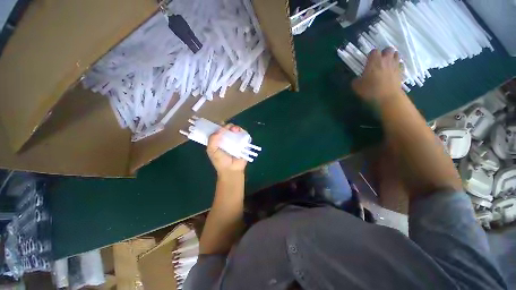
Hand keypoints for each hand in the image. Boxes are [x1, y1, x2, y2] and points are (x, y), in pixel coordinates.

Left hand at [207, 124, 246, 176]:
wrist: (231, 169)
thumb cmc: (220, 161)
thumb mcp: (211, 150)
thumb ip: (212, 139)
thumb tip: (220, 128)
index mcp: (219, 140)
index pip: (219, 129)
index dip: (220, 125)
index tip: (221, 123)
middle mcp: (227, 139)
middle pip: (228, 128)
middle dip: (229, 126)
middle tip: (229, 127)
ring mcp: (236, 140)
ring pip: (237, 130)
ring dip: (236, 128)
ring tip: (235, 130)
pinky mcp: (243, 143)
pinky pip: (244, 135)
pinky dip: (243, 131)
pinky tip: (240, 132)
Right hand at [352, 48, 403, 105]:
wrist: (387, 97)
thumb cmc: (370, 90)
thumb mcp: (357, 87)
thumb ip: (356, 80)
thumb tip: (357, 79)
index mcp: (374, 61)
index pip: (373, 51)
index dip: (370, 55)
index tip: (368, 62)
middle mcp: (386, 59)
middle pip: (388, 49)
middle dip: (384, 53)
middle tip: (379, 61)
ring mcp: (395, 65)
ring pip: (396, 54)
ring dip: (391, 57)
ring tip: (386, 64)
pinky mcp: (401, 72)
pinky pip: (400, 64)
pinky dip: (397, 66)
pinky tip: (392, 71)